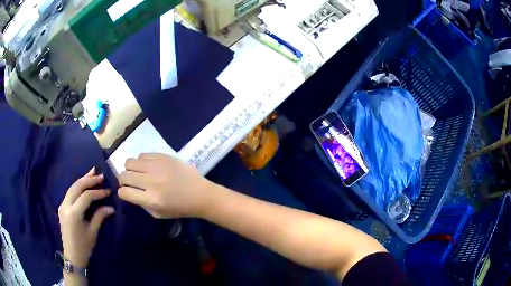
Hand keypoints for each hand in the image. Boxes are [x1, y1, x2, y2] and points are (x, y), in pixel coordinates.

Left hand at [58, 168, 114, 267]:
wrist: (72, 256)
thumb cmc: (84, 247)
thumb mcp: (93, 232)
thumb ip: (100, 216)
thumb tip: (111, 207)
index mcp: (73, 213)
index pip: (86, 196)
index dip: (98, 192)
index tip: (108, 191)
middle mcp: (65, 205)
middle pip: (77, 187)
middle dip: (89, 180)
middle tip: (101, 175)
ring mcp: (62, 205)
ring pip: (72, 187)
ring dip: (83, 180)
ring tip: (93, 173)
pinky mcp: (62, 206)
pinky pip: (70, 192)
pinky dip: (78, 186)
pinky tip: (84, 183)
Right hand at [118, 153, 212, 218]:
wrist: (201, 194)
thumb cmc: (180, 208)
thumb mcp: (159, 214)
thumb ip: (142, 203)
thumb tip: (129, 191)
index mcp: (151, 199)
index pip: (124, 192)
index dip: (122, 192)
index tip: (126, 192)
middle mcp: (151, 181)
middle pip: (123, 175)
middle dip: (123, 180)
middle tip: (130, 181)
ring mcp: (157, 167)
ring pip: (129, 162)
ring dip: (131, 169)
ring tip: (139, 172)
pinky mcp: (163, 156)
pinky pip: (142, 154)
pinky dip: (142, 161)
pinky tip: (149, 166)